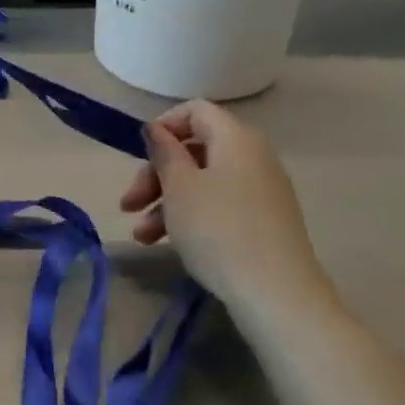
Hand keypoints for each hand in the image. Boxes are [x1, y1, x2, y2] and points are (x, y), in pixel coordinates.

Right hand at [120, 101, 338, 322]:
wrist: (275, 293)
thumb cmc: (218, 230)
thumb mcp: (179, 187)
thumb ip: (164, 152)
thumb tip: (157, 130)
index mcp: (236, 138)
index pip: (196, 111)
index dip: (163, 126)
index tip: (139, 154)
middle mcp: (253, 156)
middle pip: (195, 149)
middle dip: (156, 174)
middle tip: (129, 204)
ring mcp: (261, 190)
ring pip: (202, 181)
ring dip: (166, 202)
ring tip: (142, 236)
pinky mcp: (263, 220)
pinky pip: (219, 204)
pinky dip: (190, 216)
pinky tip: (166, 242)